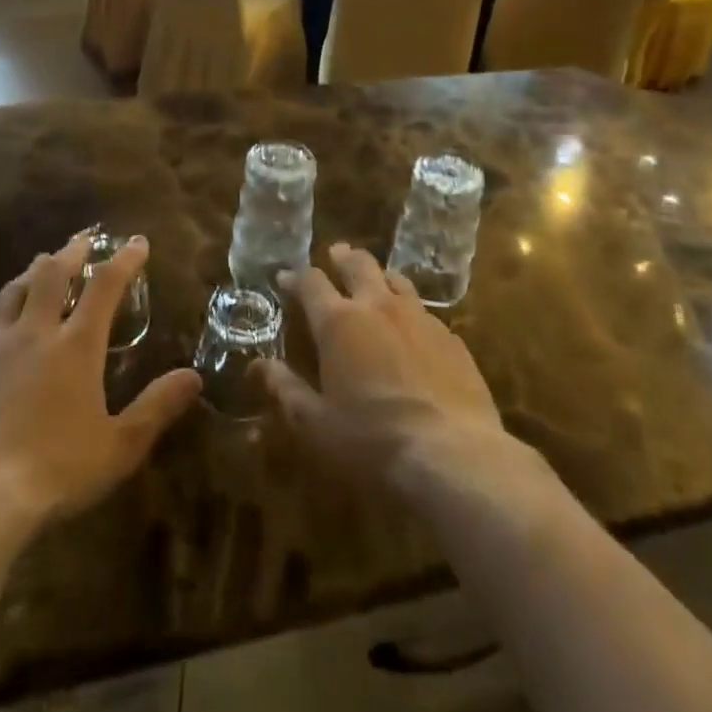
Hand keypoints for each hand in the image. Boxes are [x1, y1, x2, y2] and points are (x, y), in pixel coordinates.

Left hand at [0, 234, 201, 530]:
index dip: (124, 260)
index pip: (105, 287)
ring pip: (14, 291)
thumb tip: (193, 376)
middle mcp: (35, 333)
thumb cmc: (55, 472)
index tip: (136, 242)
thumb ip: (157, 407)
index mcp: (76, 346)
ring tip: (43, 261)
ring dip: (32, 271)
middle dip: (72, 252)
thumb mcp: (119, 447)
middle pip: (52, 274)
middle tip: (84, 238)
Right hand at [257, 244, 507, 489]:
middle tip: (335, 254)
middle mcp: (378, 307)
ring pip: (396, 280)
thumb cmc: (371, 441)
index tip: (285, 278)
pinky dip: (410, 309)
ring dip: (380, 276)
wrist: (452, 457)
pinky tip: (413, 327)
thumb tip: (259, 365)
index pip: (311, 283)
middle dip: (342, 258)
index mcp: (338, 323)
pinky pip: (425, 311)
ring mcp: (420, 318)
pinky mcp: (452, 338)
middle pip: (358, 265)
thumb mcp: (315, 424)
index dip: (295, 278)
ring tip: (375, 281)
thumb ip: (285, 389)